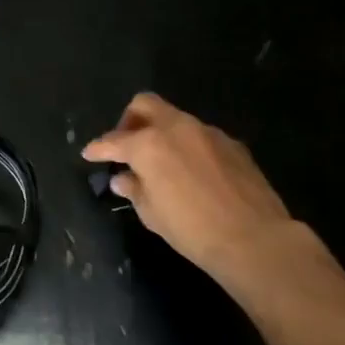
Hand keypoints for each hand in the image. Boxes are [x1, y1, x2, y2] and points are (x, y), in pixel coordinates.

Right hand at [82, 92, 318, 279]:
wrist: (255, 239)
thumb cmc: (192, 229)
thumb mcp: (152, 214)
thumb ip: (134, 189)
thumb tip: (123, 178)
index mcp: (148, 144)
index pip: (113, 141)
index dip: (98, 148)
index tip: (89, 154)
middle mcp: (176, 128)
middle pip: (145, 104)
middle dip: (129, 120)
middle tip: (126, 145)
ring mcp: (207, 132)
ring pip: (175, 118)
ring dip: (161, 132)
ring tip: (161, 161)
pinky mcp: (232, 143)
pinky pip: (200, 135)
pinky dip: (188, 146)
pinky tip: (192, 171)